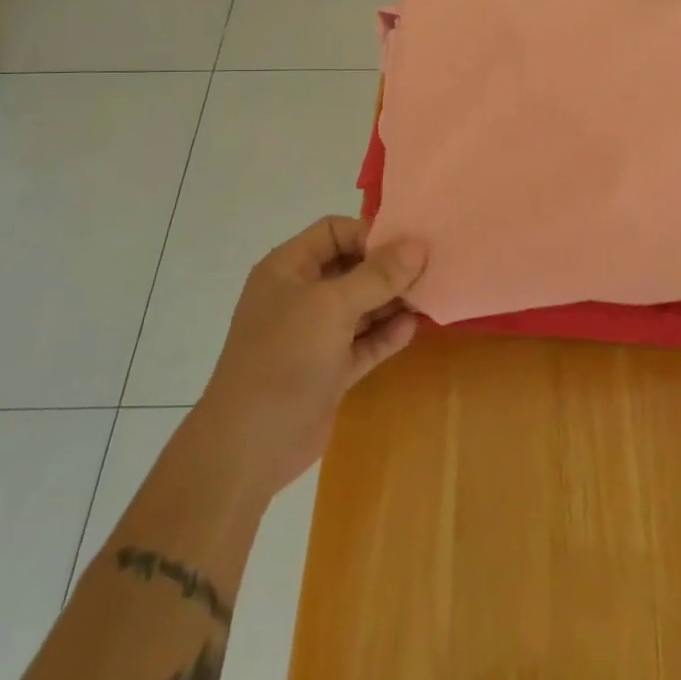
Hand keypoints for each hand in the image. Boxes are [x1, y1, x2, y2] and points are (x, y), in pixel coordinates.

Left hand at [193, 217, 425, 498]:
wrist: (249, 447)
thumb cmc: (285, 358)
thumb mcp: (332, 306)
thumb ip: (378, 275)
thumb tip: (419, 245)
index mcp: (288, 268)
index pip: (334, 232)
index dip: (370, 234)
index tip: (410, 244)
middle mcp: (300, 295)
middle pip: (352, 267)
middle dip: (389, 268)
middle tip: (432, 268)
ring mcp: (314, 335)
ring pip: (361, 306)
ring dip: (393, 301)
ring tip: (431, 295)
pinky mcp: (328, 370)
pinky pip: (363, 342)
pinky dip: (386, 334)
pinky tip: (414, 328)